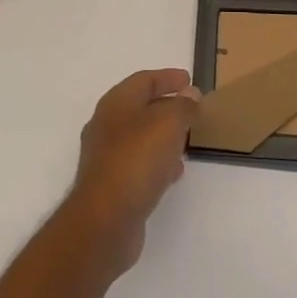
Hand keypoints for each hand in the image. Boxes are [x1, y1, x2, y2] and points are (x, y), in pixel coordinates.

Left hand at [65, 69, 200, 277]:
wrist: (105, 219)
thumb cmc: (136, 160)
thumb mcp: (168, 124)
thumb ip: (183, 106)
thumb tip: (191, 94)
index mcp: (116, 103)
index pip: (144, 80)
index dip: (167, 77)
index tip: (189, 80)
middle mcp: (107, 125)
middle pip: (140, 107)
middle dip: (166, 106)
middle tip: (191, 109)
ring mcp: (106, 156)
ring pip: (140, 137)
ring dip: (163, 135)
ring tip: (187, 140)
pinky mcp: (111, 184)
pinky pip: (139, 163)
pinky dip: (158, 161)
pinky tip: (174, 172)